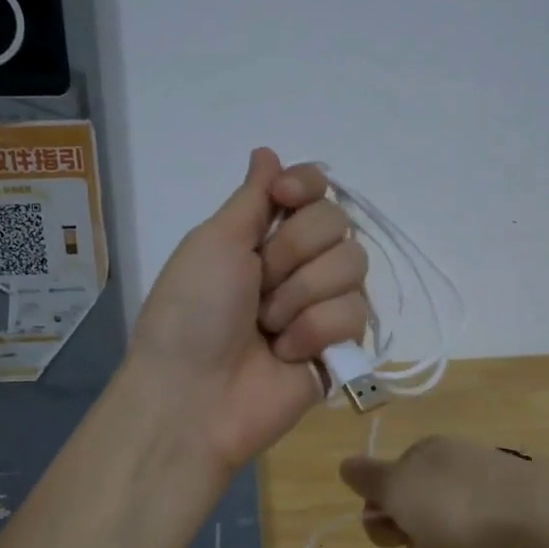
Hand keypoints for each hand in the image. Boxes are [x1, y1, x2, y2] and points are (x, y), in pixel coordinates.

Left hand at [128, 148, 369, 472]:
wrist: (194, 395)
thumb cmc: (192, 312)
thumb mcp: (213, 242)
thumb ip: (252, 197)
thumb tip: (267, 151)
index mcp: (263, 235)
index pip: (315, 189)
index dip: (307, 187)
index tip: (285, 198)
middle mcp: (299, 264)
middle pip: (338, 222)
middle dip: (293, 253)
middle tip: (258, 286)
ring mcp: (322, 304)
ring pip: (353, 265)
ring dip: (301, 296)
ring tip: (268, 328)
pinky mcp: (341, 345)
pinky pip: (356, 313)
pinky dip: (315, 331)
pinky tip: (286, 353)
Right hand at [338, 436, 539, 547]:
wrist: (536, 514)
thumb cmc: (455, 505)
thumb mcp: (398, 490)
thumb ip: (368, 479)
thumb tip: (344, 464)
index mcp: (422, 452)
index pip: (385, 488)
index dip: (385, 518)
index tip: (400, 532)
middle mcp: (453, 460)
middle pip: (417, 509)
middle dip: (419, 536)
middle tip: (436, 544)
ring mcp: (487, 481)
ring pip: (450, 525)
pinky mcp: (515, 506)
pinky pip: (485, 535)